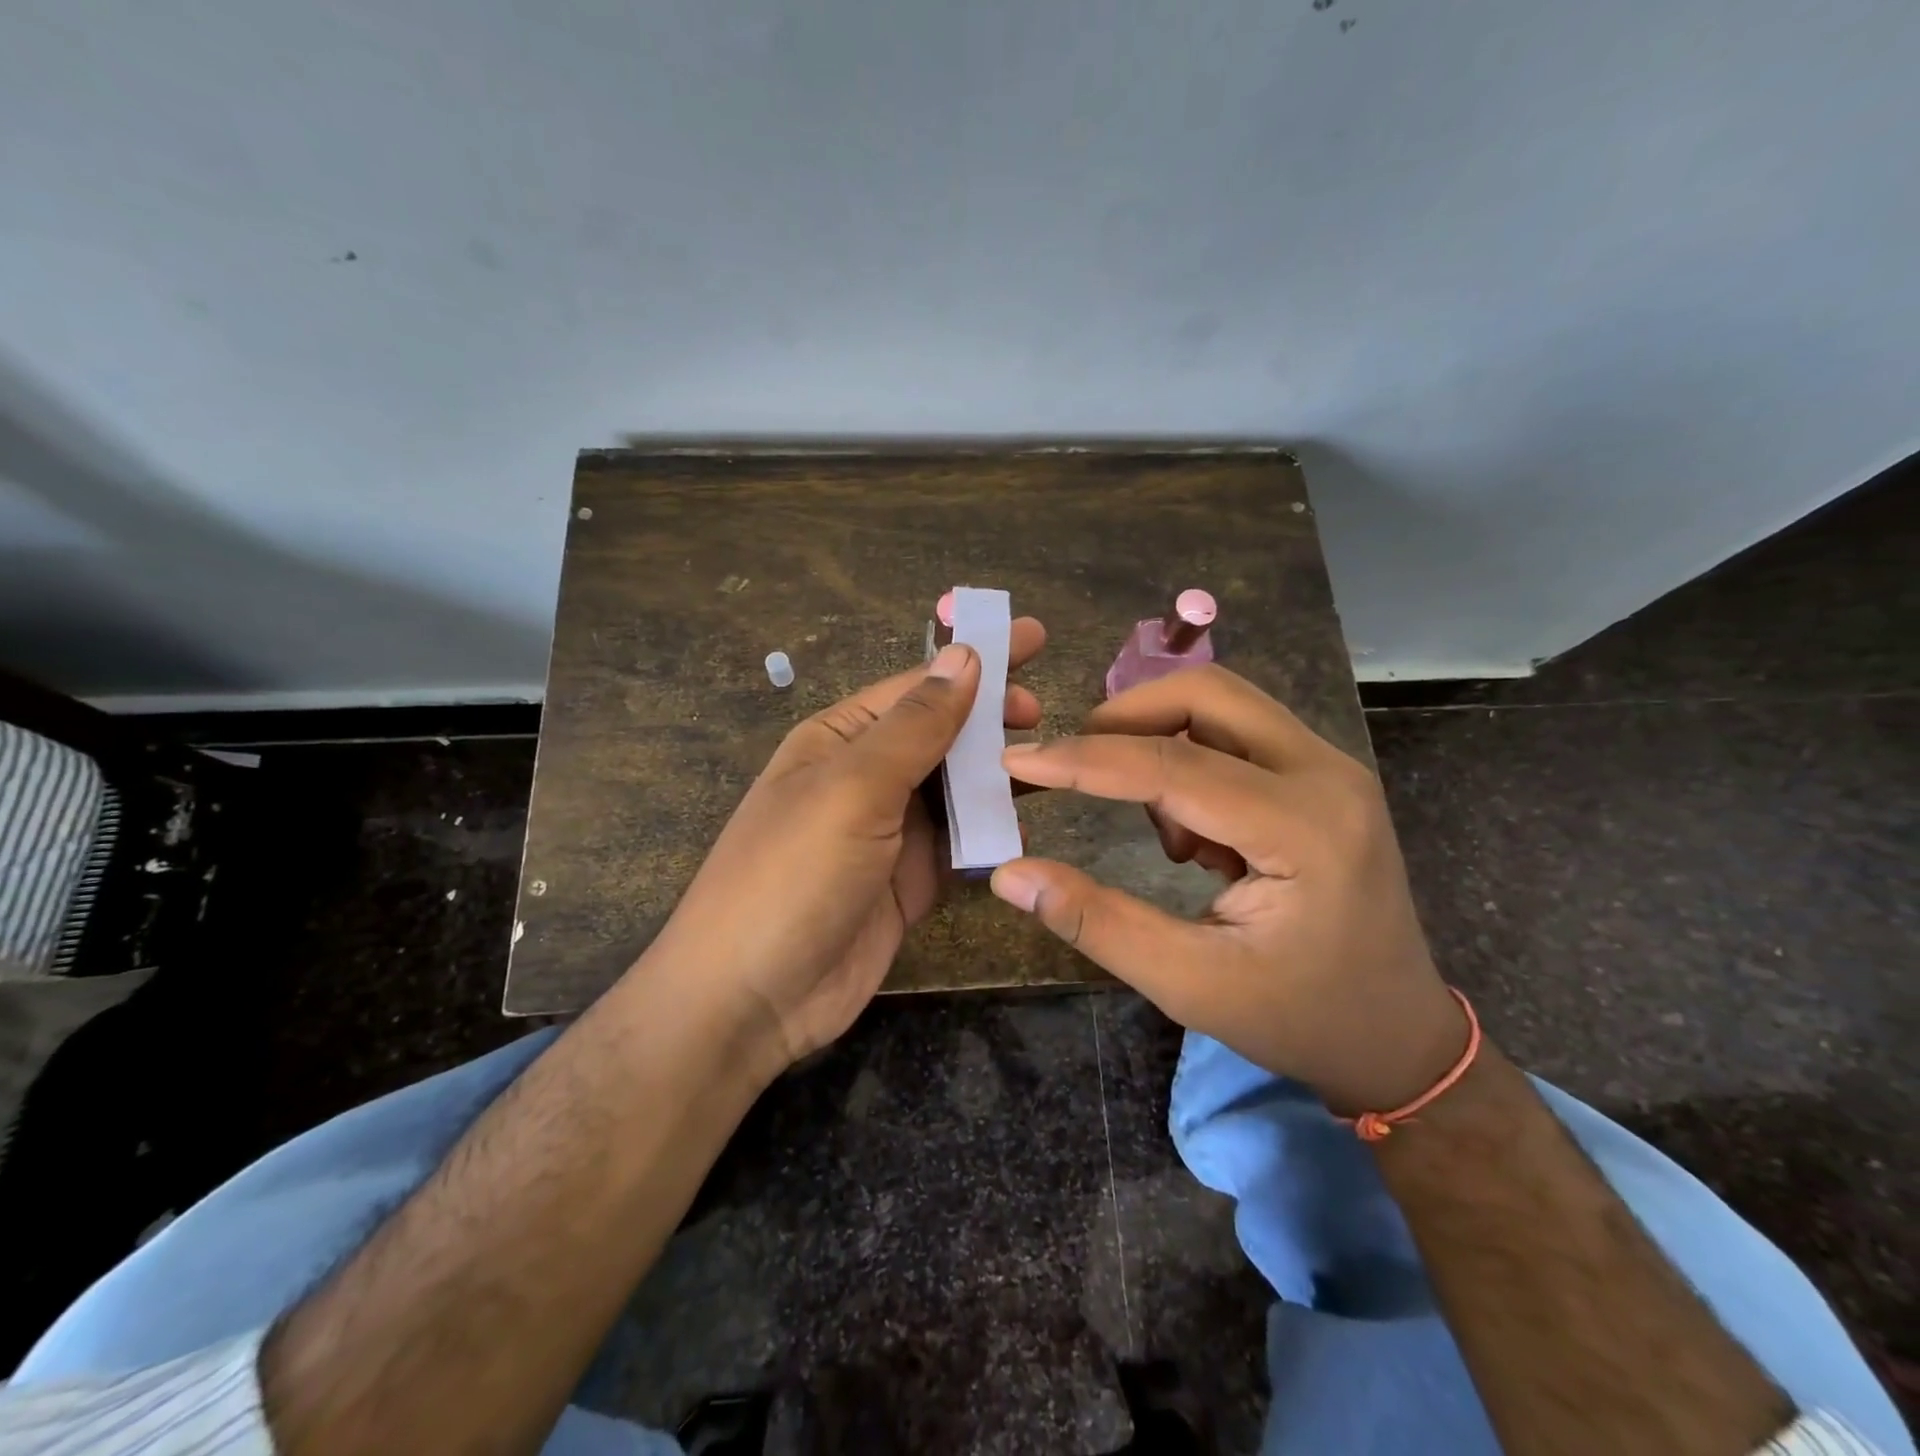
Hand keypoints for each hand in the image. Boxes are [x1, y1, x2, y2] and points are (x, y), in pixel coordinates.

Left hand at [640, 620, 1047, 1074]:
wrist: (750, 1000)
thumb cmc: (793, 875)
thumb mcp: (853, 788)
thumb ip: (915, 725)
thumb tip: (963, 655)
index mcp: (841, 740)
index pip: (918, 686)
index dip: (975, 661)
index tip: (1034, 639)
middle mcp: (866, 778)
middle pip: (942, 735)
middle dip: (991, 718)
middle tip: (1045, 713)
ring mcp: (890, 833)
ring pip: (957, 790)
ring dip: (997, 777)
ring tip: (1052, 765)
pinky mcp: (910, 882)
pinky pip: (961, 845)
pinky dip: (992, 835)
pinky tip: (1028, 827)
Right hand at [990, 664, 1463, 1114]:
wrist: (1398, 1036)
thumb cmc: (1299, 1018)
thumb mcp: (1189, 984)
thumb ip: (1096, 922)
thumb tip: (1009, 875)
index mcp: (1304, 829)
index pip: (1173, 767)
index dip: (1083, 760)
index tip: (1016, 760)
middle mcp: (1326, 774)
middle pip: (1207, 694)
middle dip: (1126, 718)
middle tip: (1072, 764)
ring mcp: (1331, 767)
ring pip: (1222, 705)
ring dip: (1161, 741)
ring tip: (1161, 834)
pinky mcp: (1323, 776)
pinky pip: (1238, 733)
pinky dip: (1191, 761)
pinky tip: (1197, 839)